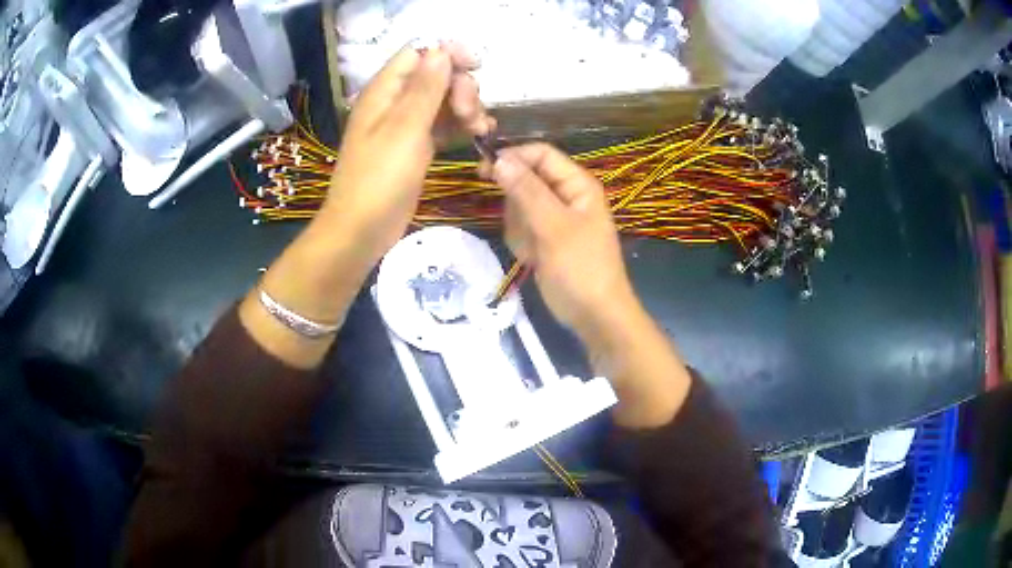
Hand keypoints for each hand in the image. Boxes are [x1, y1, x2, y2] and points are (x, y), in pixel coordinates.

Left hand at [324, 42, 493, 259]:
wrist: (362, 230)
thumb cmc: (379, 178)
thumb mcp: (405, 129)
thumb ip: (425, 88)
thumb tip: (442, 50)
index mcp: (384, 90)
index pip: (419, 52)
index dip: (448, 53)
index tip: (476, 66)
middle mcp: (394, 102)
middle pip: (436, 74)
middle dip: (461, 86)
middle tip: (470, 113)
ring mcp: (405, 125)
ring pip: (443, 100)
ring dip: (466, 107)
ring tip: (480, 129)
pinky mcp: (415, 147)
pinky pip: (443, 124)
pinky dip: (461, 126)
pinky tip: (480, 136)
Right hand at [488, 143, 691, 427]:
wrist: (593, 315)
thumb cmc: (580, 268)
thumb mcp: (553, 226)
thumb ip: (526, 191)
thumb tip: (499, 159)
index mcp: (577, 184)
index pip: (540, 154)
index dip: (513, 157)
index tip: (484, 171)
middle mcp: (565, 195)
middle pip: (525, 179)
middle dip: (517, 205)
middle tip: (524, 228)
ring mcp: (554, 218)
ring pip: (517, 206)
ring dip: (519, 228)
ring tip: (536, 249)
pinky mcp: (544, 238)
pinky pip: (520, 228)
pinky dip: (522, 243)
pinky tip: (535, 259)